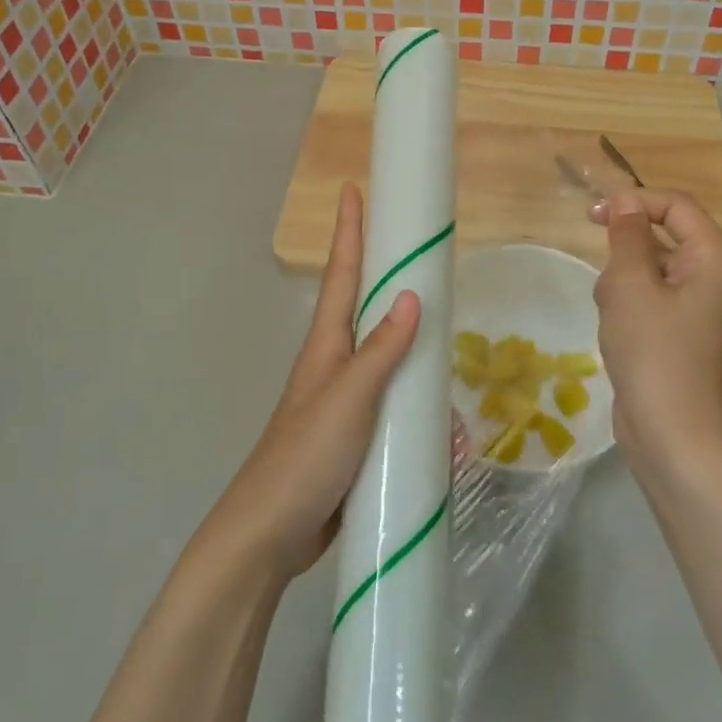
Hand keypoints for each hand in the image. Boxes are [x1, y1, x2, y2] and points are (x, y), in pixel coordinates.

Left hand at [205, 184, 419, 581]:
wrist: (272, 533)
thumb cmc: (305, 455)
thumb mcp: (349, 397)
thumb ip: (381, 350)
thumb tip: (410, 295)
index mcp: (327, 345)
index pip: (341, 273)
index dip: (349, 231)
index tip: (353, 189)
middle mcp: (335, 364)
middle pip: (367, 309)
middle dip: (390, 278)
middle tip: (422, 256)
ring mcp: (345, 401)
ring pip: (389, 362)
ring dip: (417, 357)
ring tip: (449, 359)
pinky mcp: (357, 436)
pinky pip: (396, 409)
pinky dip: (419, 410)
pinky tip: (445, 431)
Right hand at [589, 189, 721, 477]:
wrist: (674, 437)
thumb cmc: (654, 353)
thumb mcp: (631, 285)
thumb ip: (627, 235)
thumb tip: (626, 201)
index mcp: (718, 261)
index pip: (677, 207)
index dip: (635, 202)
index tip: (592, 216)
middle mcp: (719, 280)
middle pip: (664, 239)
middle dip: (626, 255)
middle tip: (609, 288)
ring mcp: (704, 310)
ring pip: (653, 271)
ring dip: (624, 284)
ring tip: (614, 318)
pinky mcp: (685, 334)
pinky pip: (654, 300)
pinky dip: (630, 307)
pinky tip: (617, 334)